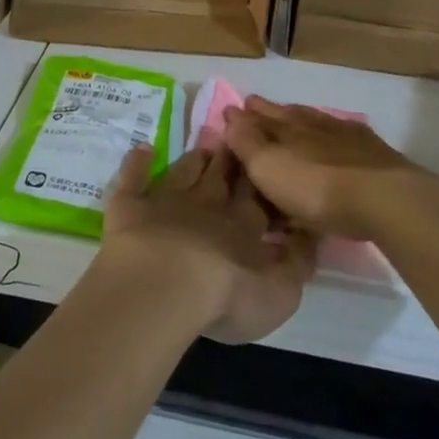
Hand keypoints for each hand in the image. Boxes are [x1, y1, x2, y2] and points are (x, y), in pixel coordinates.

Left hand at [95, 145, 315, 344]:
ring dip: (195, 158)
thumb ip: (297, 264)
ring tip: (204, 147)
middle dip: (231, 160)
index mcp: (242, 226)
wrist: (163, 284)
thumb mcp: (279, 294)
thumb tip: (308, 235)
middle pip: (221, 176)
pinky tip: (143, 148)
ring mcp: (165, 200)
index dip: (262, 181)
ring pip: (184, 170)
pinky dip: (138, 160)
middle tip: (236, 143)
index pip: (257, 197)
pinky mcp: (130, 205)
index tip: (267, 162)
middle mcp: (206, 204)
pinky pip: (133, 176)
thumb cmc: (226, 295)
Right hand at [225, 97, 432, 239]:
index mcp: (285, 126)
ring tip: (292, 120)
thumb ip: (246, 141)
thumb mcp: (268, 167)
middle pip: (286, 113)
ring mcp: (345, 134)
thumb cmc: (315, 187)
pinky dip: (332, 135)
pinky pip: (344, 135)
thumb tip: (230, 113)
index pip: (258, 115)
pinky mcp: (373, 152)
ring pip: (315, 121)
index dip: (242, 115)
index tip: (231, 110)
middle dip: (268, 111)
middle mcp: (313, 123)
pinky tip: (336, 138)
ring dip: (301, 119)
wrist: (384, 198)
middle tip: (255, 107)